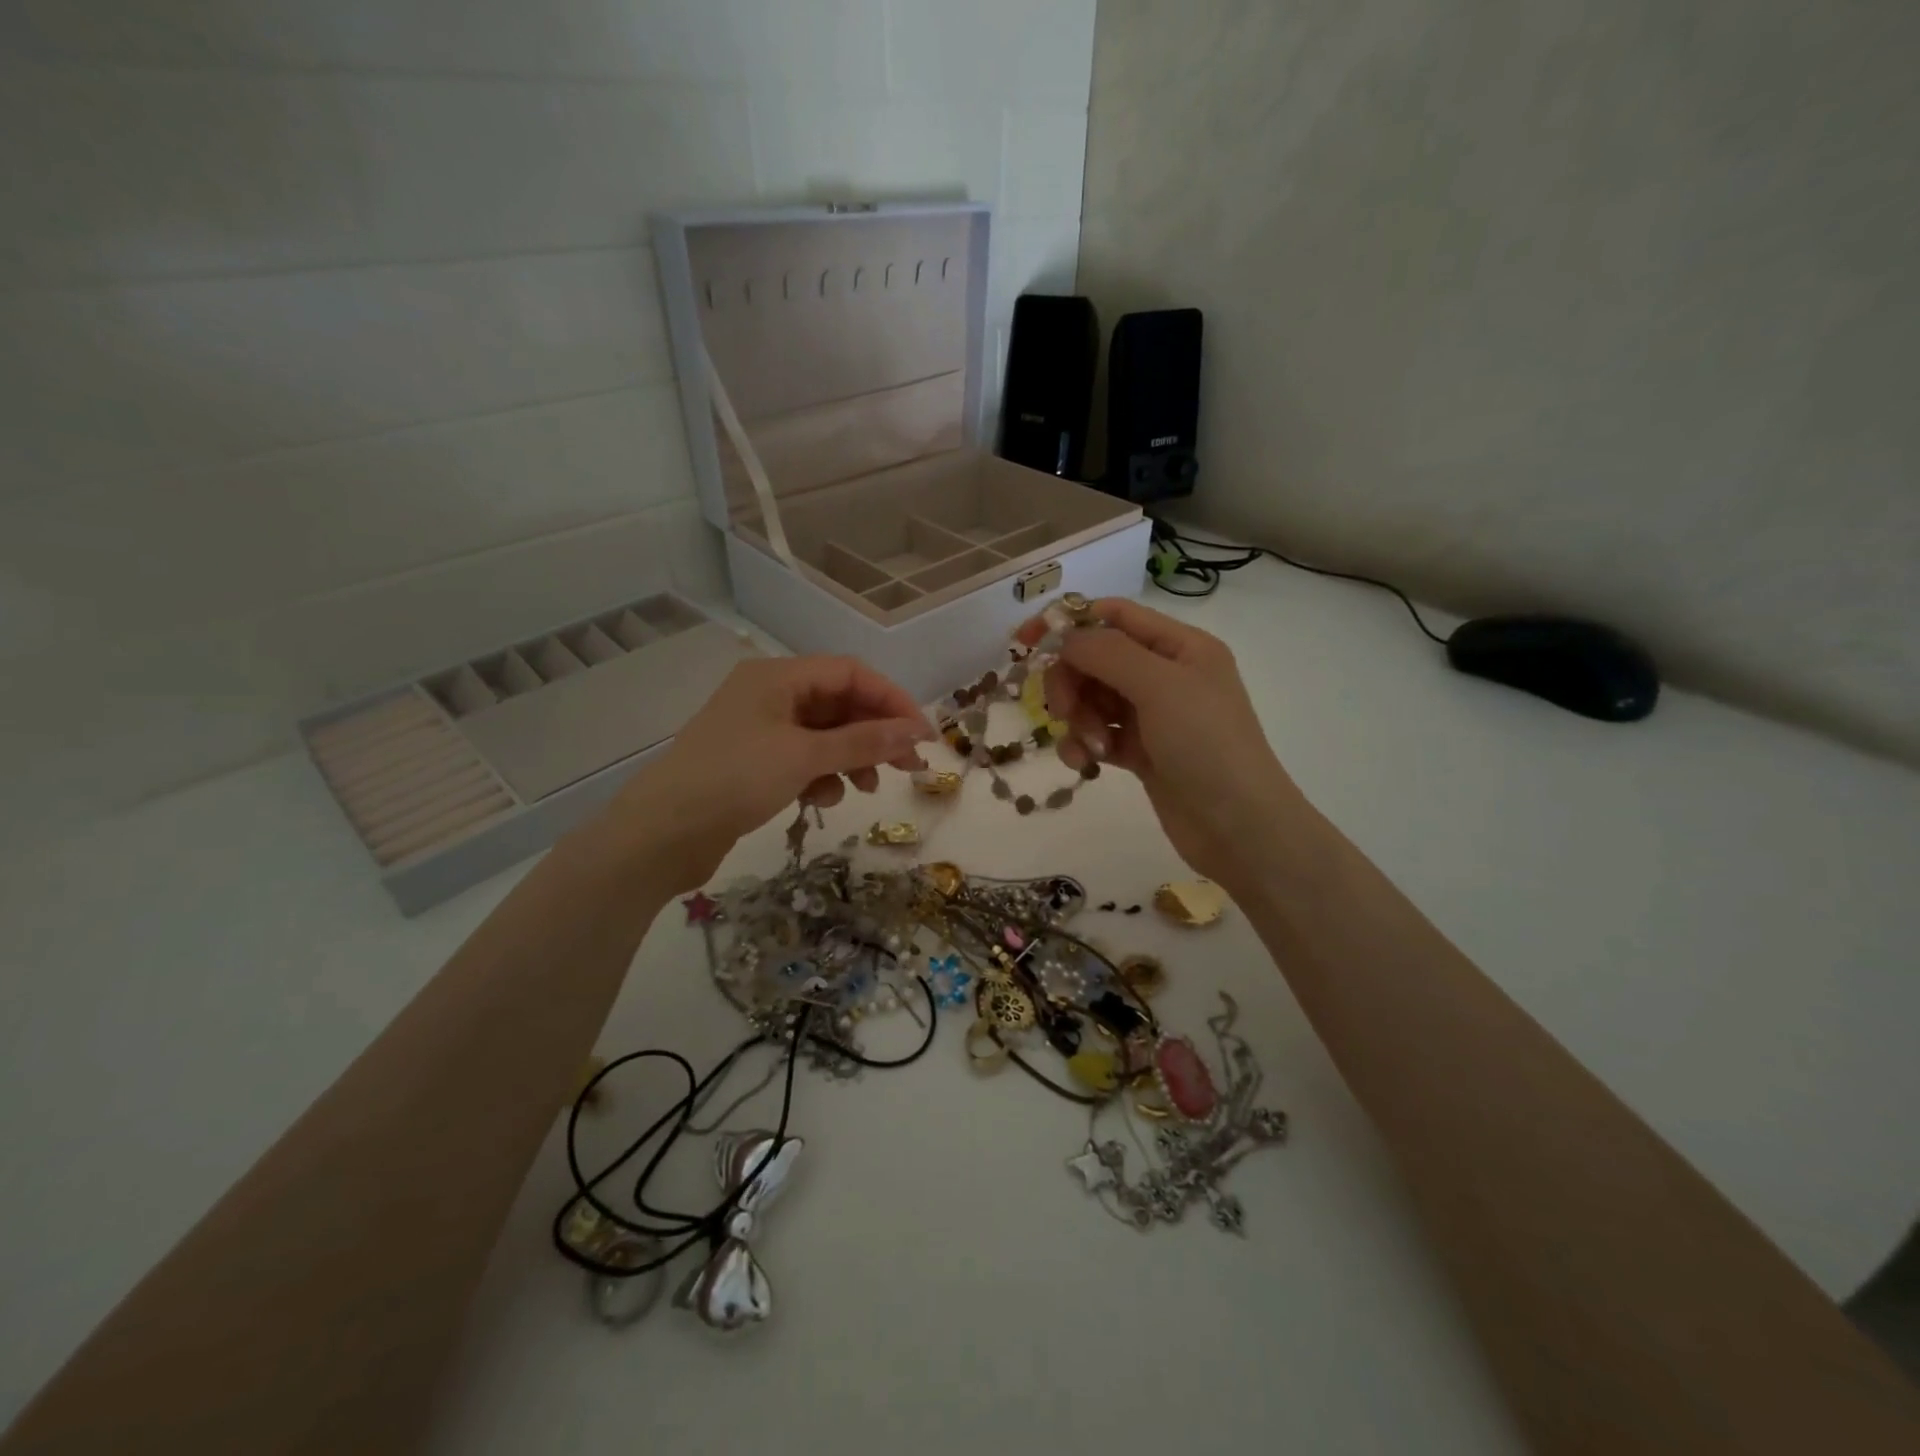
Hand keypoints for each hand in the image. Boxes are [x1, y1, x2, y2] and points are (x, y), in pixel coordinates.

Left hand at [608, 655, 933, 891]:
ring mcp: (760, 729)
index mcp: (778, 676)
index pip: (850, 673)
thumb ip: (863, 741)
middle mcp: (769, 695)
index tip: (922, 734)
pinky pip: (803, 758)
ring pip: (824, 734)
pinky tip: (823, 799)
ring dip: (851, 758)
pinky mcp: (753, 763)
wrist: (661, 834)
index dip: (891, 700)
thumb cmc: (735, 780)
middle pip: (839, 703)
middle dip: (874, 733)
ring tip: (867, 788)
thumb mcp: (804, 756)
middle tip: (908, 766)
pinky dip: (822, 775)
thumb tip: (916, 730)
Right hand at [1042, 598, 1305, 889]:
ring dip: (1080, 719)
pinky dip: (1086, 744)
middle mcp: (1166, 674)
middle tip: (1063, 711)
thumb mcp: (1160, 686)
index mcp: (1180, 646)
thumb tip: (1064, 637)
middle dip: (1072, 682)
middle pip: (1096, 659)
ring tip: (1091, 748)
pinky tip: (1087, 763)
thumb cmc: (1206, 744)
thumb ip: (1107, 653)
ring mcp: (1154, 715)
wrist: (1239, 827)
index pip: (1114, 616)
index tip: (1026, 643)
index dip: (1068, 622)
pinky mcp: (1142, 752)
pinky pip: (1099, 733)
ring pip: (1093, 699)